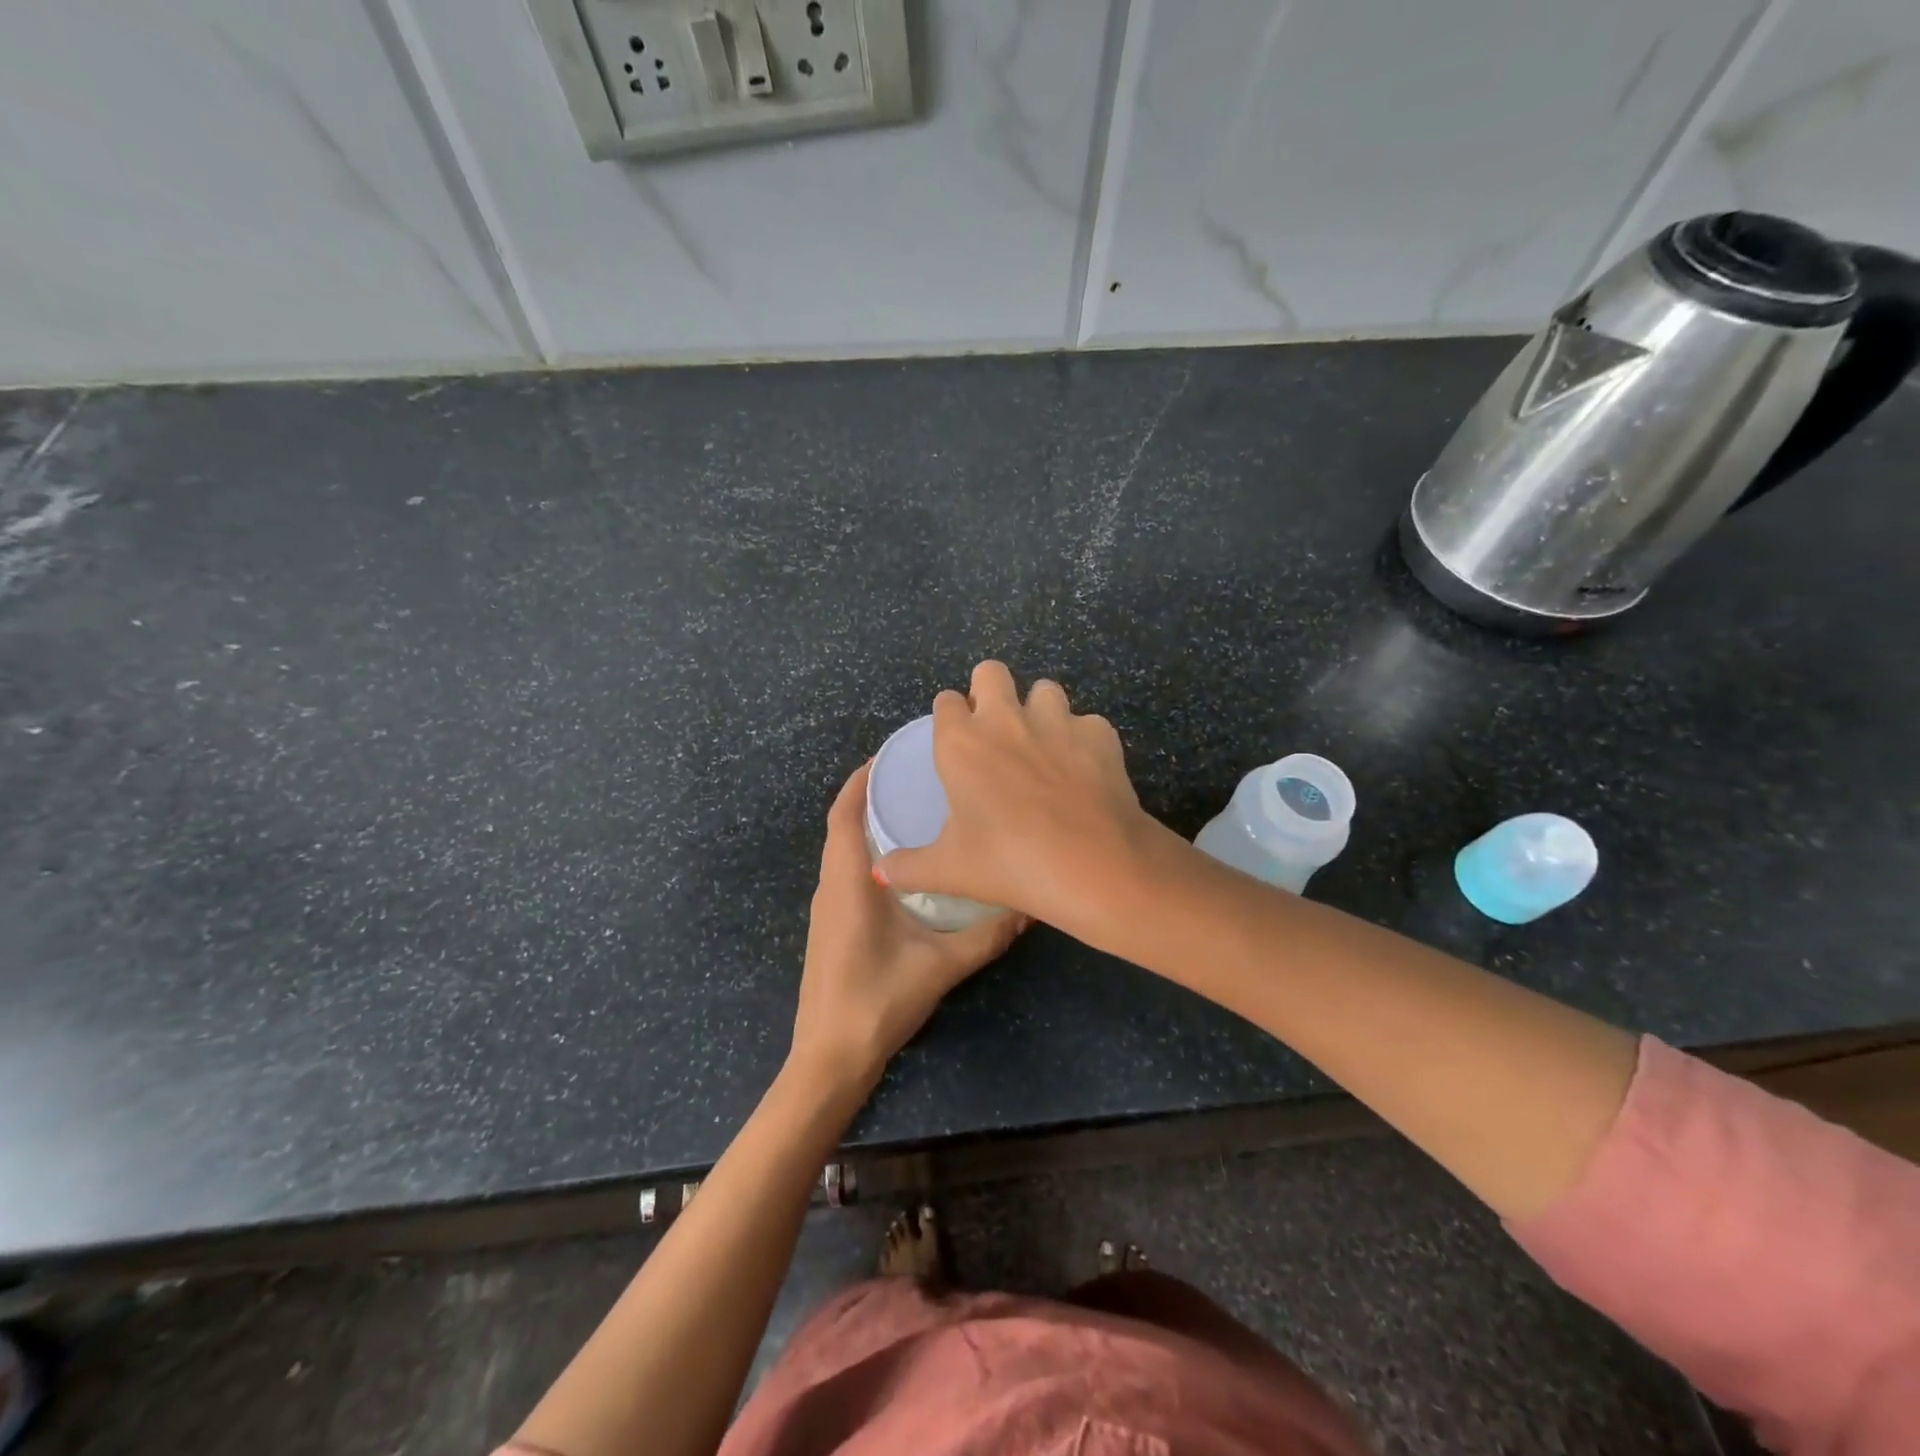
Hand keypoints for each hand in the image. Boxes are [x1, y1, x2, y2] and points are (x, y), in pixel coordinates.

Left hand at [789, 761, 1027, 1093]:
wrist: (830, 1058)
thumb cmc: (877, 1000)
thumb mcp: (941, 965)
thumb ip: (987, 935)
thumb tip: (1029, 907)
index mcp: (847, 881)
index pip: (844, 814)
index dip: (860, 781)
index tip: (888, 755)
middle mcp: (830, 886)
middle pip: (843, 826)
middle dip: (871, 796)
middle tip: (914, 778)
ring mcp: (827, 908)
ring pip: (843, 851)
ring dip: (869, 825)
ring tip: (913, 811)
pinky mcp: (831, 927)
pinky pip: (846, 872)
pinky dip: (867, 853)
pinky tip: (904, 865)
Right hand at [871, 661, 1166, 936]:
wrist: (1093, 866)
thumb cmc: (1009, 863)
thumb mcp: (950, 871)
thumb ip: (908, 867)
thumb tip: (882, 872)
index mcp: (962, 743)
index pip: (945, 701)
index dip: (949, 715)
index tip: (955, 740)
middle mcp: (1006, 720)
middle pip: (990, 671)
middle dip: (989, 689)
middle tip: (995, 729)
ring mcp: (1057, 721)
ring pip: (1044, 689)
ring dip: (1039, 710)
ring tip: (1043, 747)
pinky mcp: (1099, 733)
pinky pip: (1086, 723)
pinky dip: (1082, 741)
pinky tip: (1084, 772)